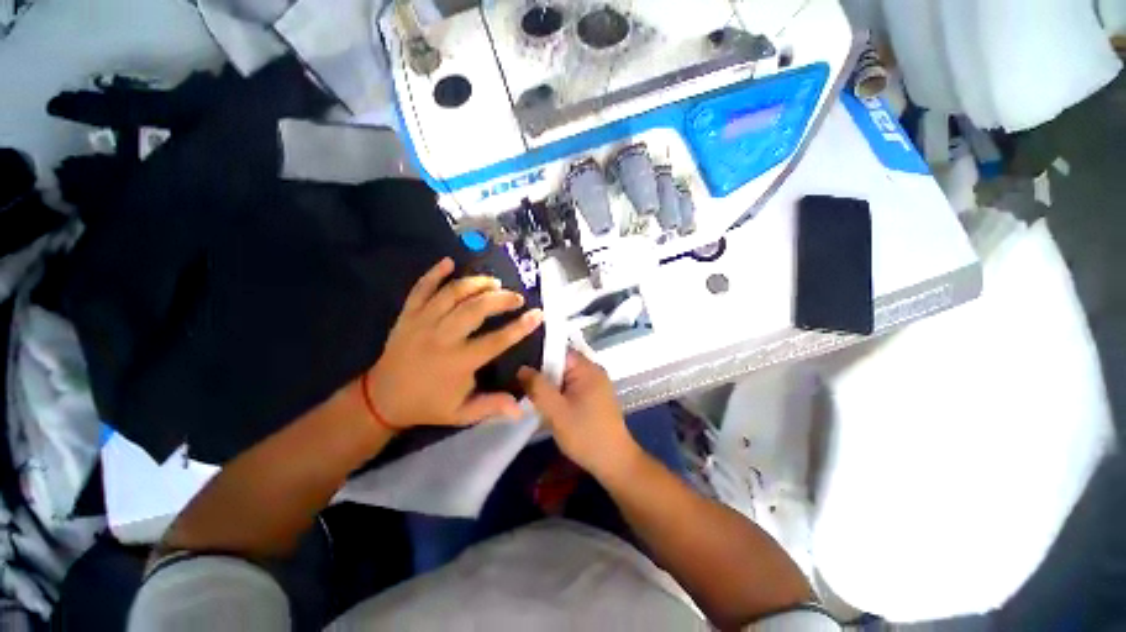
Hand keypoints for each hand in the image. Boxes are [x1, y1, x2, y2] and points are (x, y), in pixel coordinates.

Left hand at [364, 258, 542, 428]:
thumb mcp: (461, 413)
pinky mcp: (407, 315)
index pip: (497, 341)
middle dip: (501, 299)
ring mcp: (422, 322)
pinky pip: (420, 288)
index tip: (537, 314)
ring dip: (476, 283)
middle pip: (475, 309)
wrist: (381, 399)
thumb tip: (521, 409)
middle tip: (516, 297)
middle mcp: (442, 338)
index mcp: (458, 362)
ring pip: (452, 294)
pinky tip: (449, 262)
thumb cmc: (427, 405)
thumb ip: (492, 407)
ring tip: (493, 282)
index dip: (520, 327)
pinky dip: (434, 273)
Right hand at [518, 351, 640, 478]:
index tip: (523, 373)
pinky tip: (552, 408)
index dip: (539, 359)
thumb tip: (522, 368)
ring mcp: (597, 384)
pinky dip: (561, 394)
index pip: (558, 351)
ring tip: (535, 399)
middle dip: (544, 375)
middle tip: (526, 389)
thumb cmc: (585, 434)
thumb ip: (538, 387)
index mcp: (587, 368)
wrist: (614, 462)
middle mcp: (594, 371)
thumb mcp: (556, 411)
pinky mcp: (596, 397)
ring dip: (552, 387)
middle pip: (562, 364)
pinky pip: (573, 387)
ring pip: (566, 377)